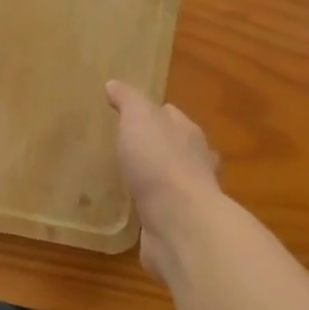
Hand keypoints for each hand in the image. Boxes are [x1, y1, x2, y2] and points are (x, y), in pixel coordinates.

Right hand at [105, 81, 219, 274]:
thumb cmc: (160, 163)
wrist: (180, 223)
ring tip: (123, 179)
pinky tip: (129, 209)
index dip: (152, 112)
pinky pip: (159, 210)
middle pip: (174, 147)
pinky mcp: (176, 225)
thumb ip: (129, 100)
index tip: (128, 114)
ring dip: (152, 179)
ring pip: (167, 181)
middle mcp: (194, 163)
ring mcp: (187, 196)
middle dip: (154, 146)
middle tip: (124, 147)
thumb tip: (114, 84)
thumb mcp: (139, 119)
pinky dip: (148, 207)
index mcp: (188, 133)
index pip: (171, 116)